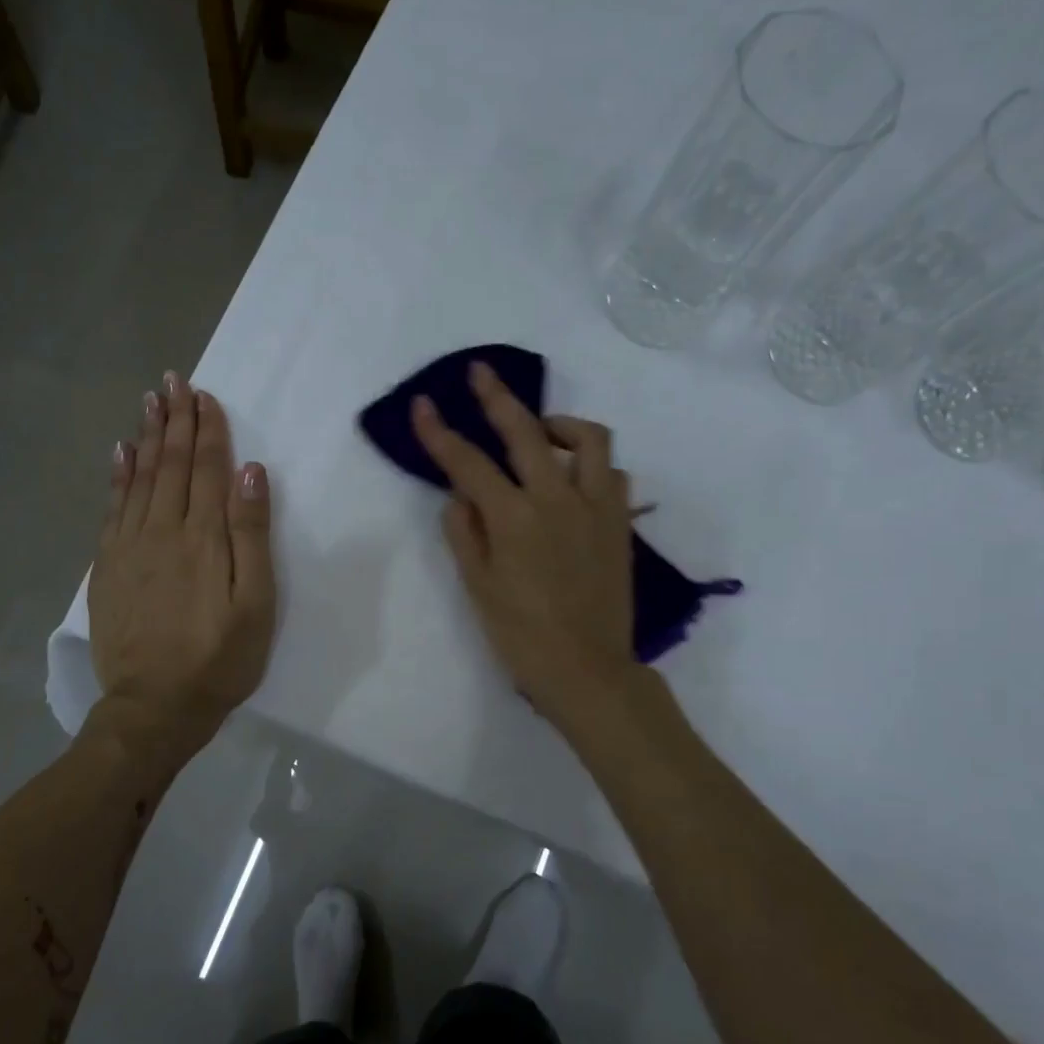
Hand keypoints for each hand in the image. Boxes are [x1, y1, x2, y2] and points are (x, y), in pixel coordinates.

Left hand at [89, 372, 275, 756]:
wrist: (154, 707)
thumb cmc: (219, 659)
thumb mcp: (254, 603)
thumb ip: (252, 535)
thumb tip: (250, 472)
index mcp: (203, 538)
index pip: (205, 469)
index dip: (206, 430)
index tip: (204, 395)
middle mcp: (162, 531)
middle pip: (170, 465)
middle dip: (174, 420)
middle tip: (174, 380)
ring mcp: (128, 547)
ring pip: (139, 478)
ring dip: (146, 437)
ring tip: (149, 400)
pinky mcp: (107, 567)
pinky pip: (112, 508)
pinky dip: (118, 476)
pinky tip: (120, 453)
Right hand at [411, 362, 642, 725]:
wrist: (588, 670)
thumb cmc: (522, 636)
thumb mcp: (477, 587)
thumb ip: (464, 533)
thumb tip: (459, 495)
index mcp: (514, 519)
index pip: (468, 462)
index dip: (440, 432)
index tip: (422, 405)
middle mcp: (557, 500)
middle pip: (525, 431)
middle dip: (497, 397)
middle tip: (481, 373)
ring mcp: (596, 507)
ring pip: (588, 439)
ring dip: (560, 423)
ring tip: (541, 431)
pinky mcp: (620, 522)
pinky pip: (613, 474)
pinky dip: (591, 465)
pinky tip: (574, 479)